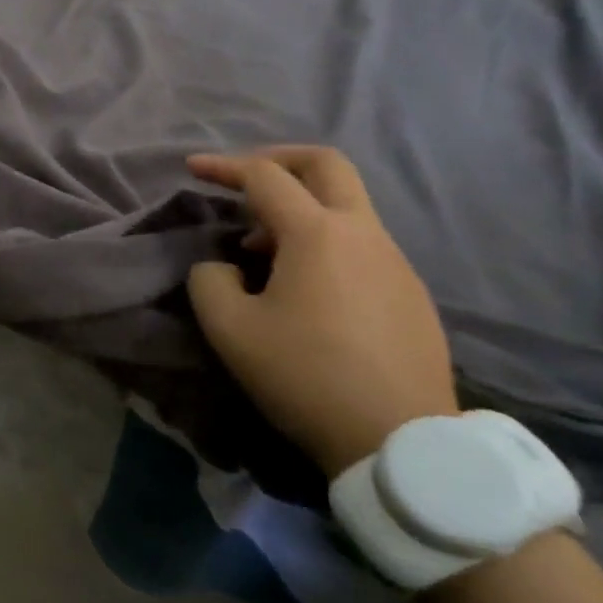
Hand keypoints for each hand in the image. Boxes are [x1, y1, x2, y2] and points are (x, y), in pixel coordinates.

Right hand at [184, 147, 457, 477]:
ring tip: (259, 251)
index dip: (223, 166)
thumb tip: (223, 266)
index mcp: (317, 234)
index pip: (264, 176)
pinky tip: (302, 287)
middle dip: (278, 159)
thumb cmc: (306, 376)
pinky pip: (360, 244)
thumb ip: (209, 280)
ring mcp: (395, 262)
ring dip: (298, 210)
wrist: (402, 443)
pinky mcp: (411, 293)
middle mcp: (362, 234)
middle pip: (326, 165)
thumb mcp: (229, 329)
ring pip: (345, 207)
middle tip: (243, 178)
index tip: (192, 168)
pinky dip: (322, 242)